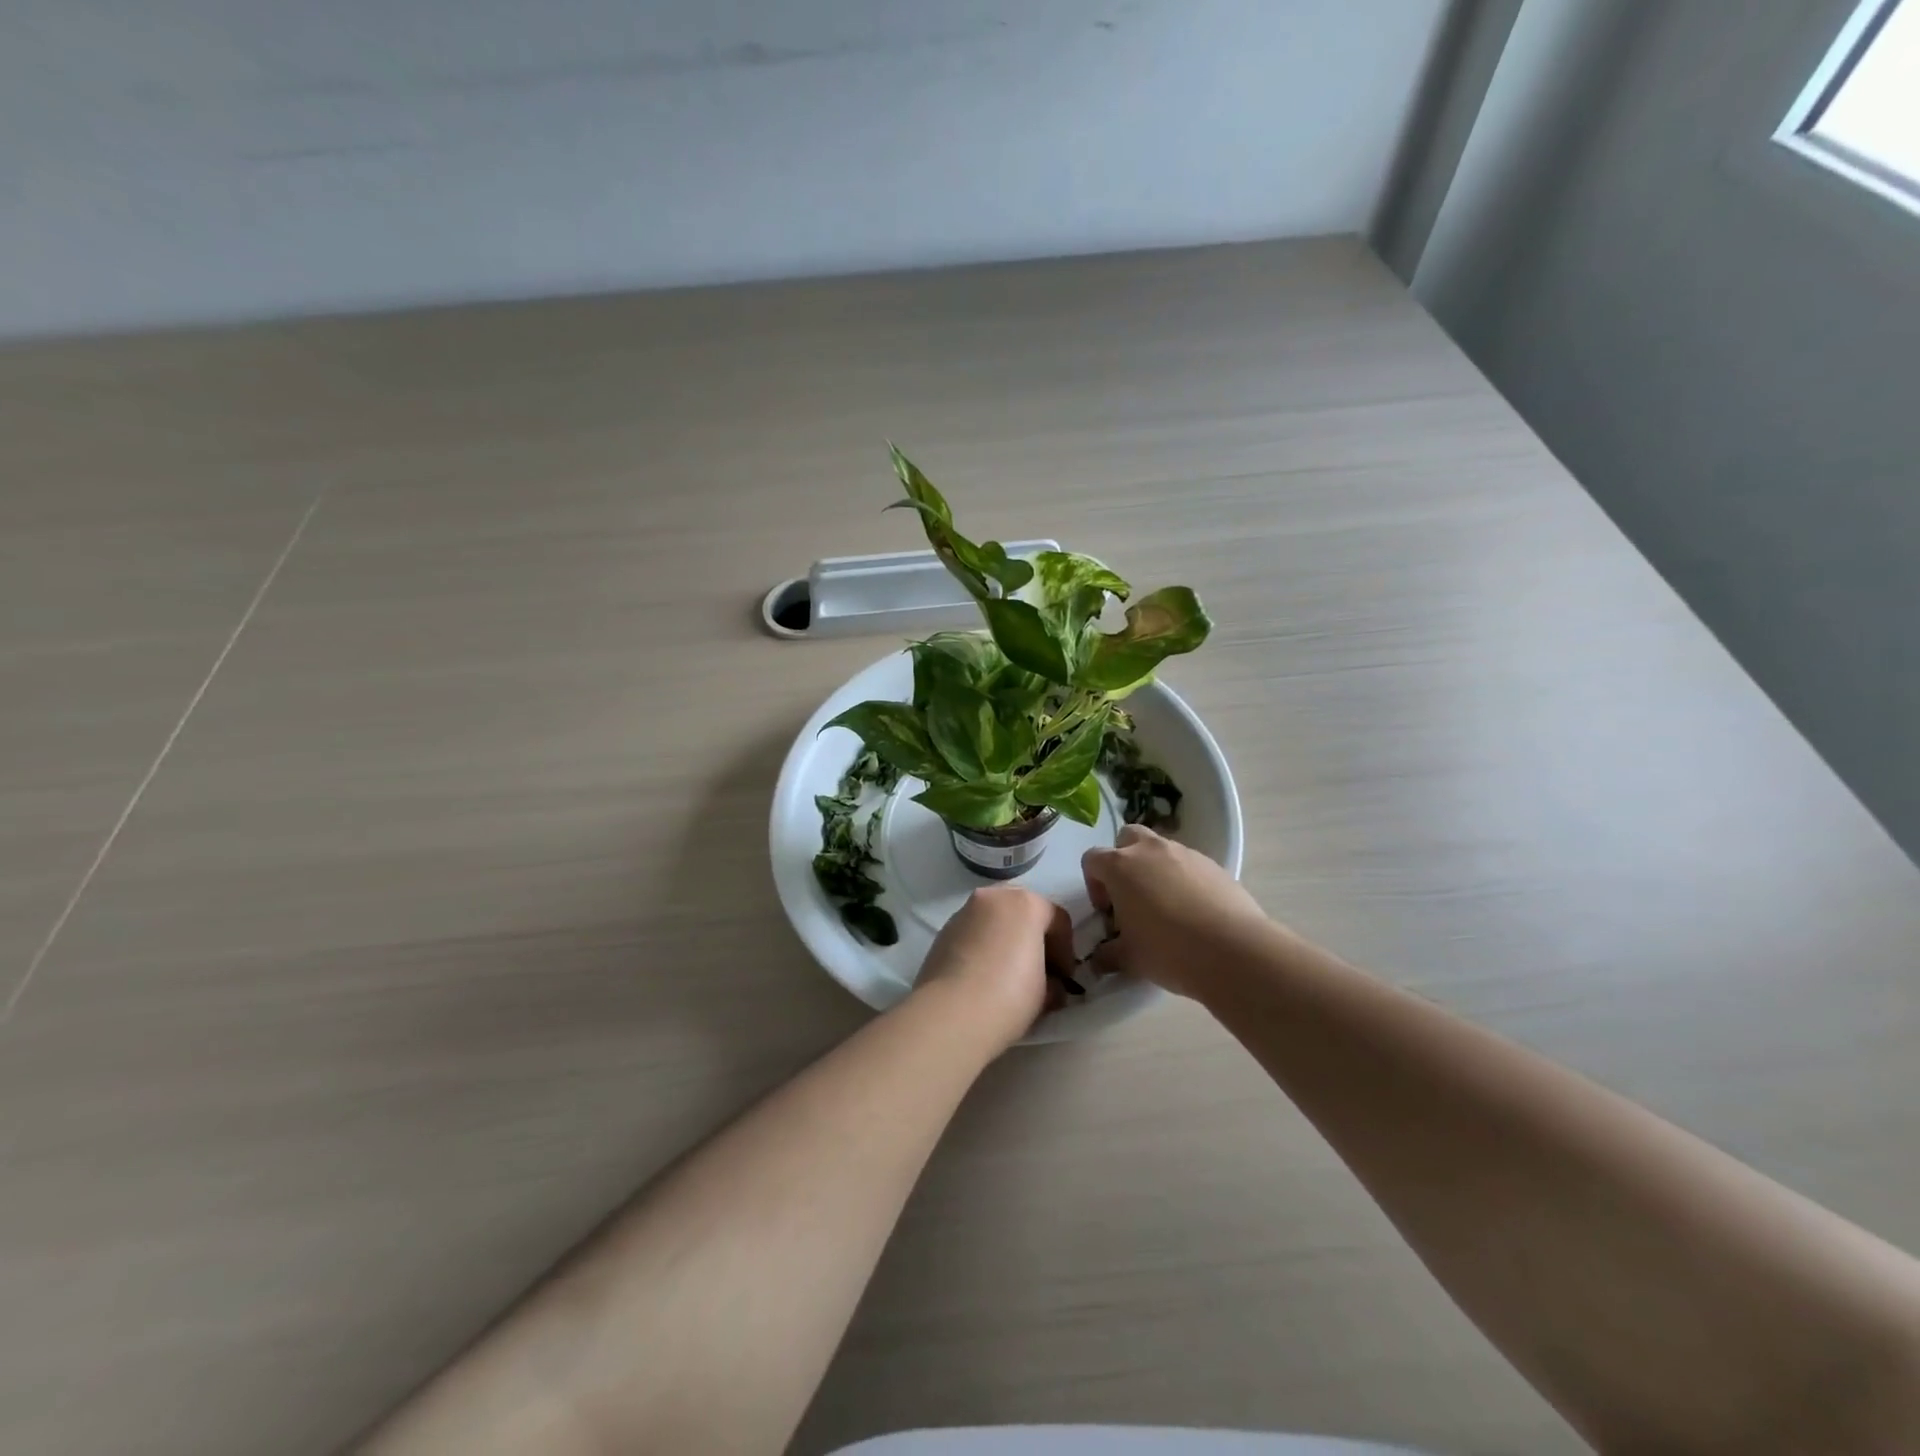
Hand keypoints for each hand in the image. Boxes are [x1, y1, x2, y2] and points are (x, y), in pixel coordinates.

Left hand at [913, 885, 1075, 1050]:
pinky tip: (983, 978)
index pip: (1058, 919)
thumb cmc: (1009, 996)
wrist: (951, 1014)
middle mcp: (993, 897)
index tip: (1064, 979)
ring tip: (1008, 976)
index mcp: (1025, 903)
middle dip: (1034, 938)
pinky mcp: (942, 932)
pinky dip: (982, 948)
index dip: (1066, 951)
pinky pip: (973, 934)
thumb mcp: (1047, 992)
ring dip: (1006, 942)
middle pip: (1023, 911)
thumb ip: (1052, 979)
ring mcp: (963, 912)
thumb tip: (1049, 985)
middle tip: (1039, 972)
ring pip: (994, 920)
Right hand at [1082, 824, 1273, 998]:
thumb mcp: (1129, 959)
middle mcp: (1150, 850)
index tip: (1107, 911)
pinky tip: (1193, 912)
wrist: (1233, 951)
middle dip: (1124, 861)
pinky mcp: (1214, 865)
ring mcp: (1186, 854)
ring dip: (1155, 870)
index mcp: (1120, 866)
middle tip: (1131, 896)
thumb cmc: (1168, 950)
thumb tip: (1098, 960)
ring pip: (1161, 850)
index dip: (1094, 884)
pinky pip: (1189, 865)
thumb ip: (1107, 955)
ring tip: (1166, 908)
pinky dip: (1184, 880)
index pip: (1092, 859)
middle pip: (1127, 838)